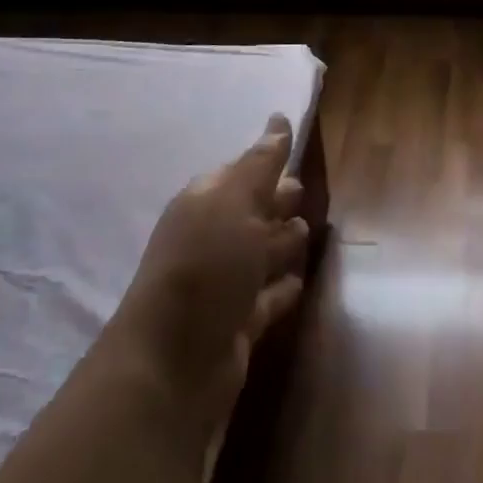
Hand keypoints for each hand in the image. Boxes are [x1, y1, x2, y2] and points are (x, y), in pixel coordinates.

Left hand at [114, 115, 310, 417]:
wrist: (174, 364)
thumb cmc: (206, 266)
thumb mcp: (235, 202)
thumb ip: (261, 164)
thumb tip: (279, 119)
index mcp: (206, 203)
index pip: (242, 172)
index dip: (268, 162)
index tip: (296, 149)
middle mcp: (213, 239)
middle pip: (254, 211)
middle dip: (277, 200)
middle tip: (306, 190)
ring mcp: (224, 285)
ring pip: (262, 254)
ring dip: (283, 243)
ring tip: (308, 233)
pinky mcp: (239, 324)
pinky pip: (268, 297)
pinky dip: (282, 288)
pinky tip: (299, 282)